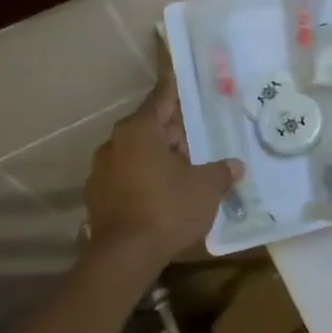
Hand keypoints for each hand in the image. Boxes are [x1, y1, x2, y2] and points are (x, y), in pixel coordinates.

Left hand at [84, 66, 241, 263]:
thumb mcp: (207, 187)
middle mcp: (114, 144)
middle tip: (198, 144)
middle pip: (149, 128)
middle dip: (173, 134)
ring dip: (157, 159)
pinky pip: (126, 178)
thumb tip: (235, 165)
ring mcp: (100, 171)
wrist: (124, 256)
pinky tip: (162, 196)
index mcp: (139, 131)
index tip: (181, 76)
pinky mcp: (96, 197)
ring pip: (136, 155)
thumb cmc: (168, 208)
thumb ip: (221, 171)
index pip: (161, 100)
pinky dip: (143, 180)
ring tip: (183, 174)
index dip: (175, 91)